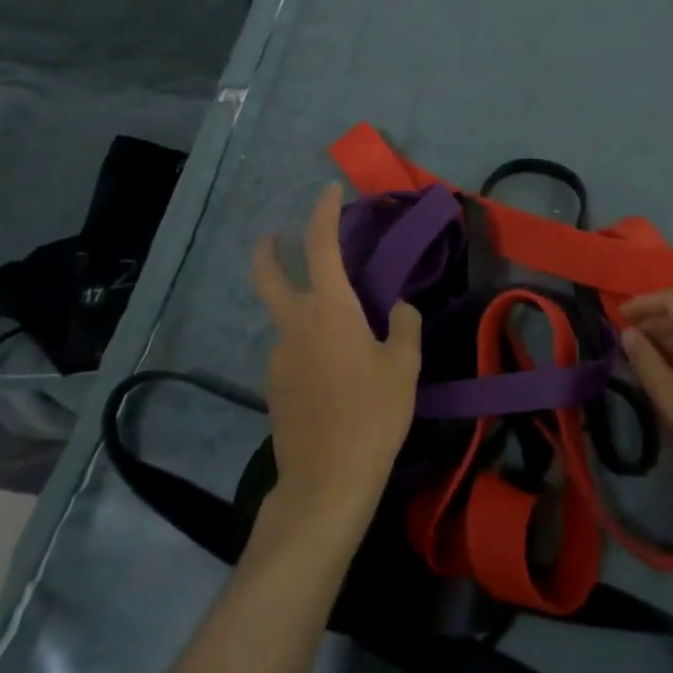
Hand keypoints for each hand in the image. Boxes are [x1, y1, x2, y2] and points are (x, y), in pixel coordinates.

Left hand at [252, 184, 421, 531]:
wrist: (326, 482)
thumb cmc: (372, 414)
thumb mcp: (404, 366)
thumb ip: (404, 326)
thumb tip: (398, 308)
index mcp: (329, 310)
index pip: (321, 246)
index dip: (324, 212)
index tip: (330, 190)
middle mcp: (295, 325)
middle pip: (268, 276)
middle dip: (269, 250)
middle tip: (274, 236)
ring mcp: (278, 358)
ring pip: (285, 319)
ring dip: (302, 310)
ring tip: (342, 333)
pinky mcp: (274, 388)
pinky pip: (291, 351)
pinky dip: (307, 344)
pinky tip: (333, 372)